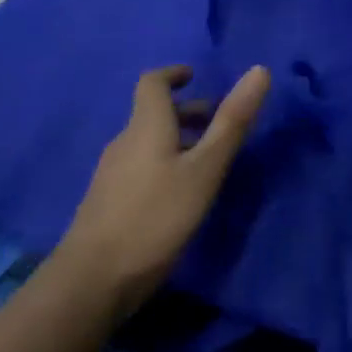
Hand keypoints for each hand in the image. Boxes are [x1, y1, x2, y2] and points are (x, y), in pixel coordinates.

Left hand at [54, 64, 268, 318]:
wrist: (91, 281)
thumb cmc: (155, 217)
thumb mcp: (204, 170)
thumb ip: (231, 122)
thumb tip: (260, 69)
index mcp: (146, 125)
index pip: (153, 82)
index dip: (173, 74)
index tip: (195, 76)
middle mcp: (124, 141)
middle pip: (153, 114)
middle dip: (186, 112)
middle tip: (218, 124)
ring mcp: (111, 174)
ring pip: (148, 143)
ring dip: (177, 141)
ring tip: (207, 162)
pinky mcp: (107, 203)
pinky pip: (140, 167)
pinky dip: (163, 164)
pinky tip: (179, 195)